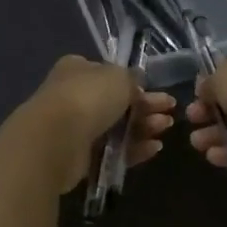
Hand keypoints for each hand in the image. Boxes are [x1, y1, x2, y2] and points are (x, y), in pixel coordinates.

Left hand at [28, 55, 175, 192]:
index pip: (110, 74)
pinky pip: (112, 151)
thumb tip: (136, 86)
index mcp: (78, 70)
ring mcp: (75, 127)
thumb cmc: (88, 97)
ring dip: (144, 127)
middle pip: (117, 102)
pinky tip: (154, 148)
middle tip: (170, 112)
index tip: (157, 91)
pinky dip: (134, 149)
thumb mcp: (119, 77)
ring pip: (117, 127)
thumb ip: (132, 80)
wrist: (56, 139)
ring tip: (166, 128)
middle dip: (146, 107)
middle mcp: (74, 96)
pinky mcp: (79, 156)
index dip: (135, 83)